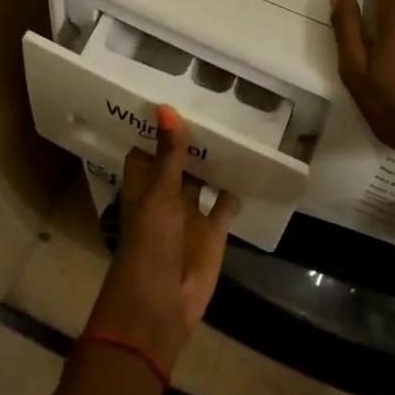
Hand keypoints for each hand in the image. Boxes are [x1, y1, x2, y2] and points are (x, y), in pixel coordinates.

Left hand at [86, 107, 237, 374]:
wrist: (160, 304)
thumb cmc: (149, 244)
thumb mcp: (159, 194)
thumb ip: (168, 155)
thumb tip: (165, 108)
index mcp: (143, 183)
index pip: (148, 146)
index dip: (158, 124)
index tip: (173, 89)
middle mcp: (166, 194)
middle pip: (179, 160)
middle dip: (192, 136)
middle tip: (214, 97)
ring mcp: (191, 213)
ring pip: (204, 178)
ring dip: (215, 159)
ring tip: (237, 123)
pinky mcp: (213, 231)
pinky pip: (226, 203)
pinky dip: (236, 188)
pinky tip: (251, 165)